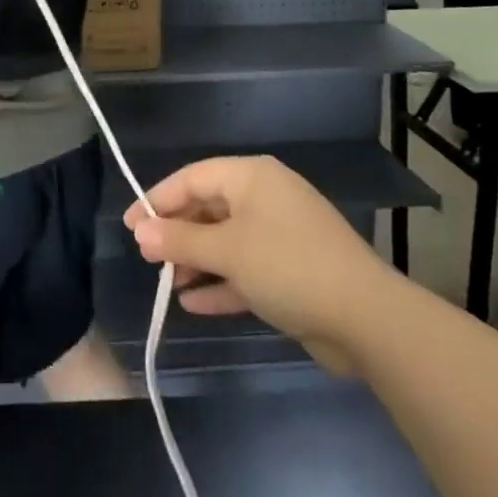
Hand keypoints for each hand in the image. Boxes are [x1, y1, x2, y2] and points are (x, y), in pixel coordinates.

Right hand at [124, 156, 388, 375]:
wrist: (366, 319)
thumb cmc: (287, 266)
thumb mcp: (227, 251)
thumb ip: (180, 241)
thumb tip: (140, 232)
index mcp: (251, 177)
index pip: (192, 178)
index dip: (157, 200)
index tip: (130, 227)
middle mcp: (265, 198)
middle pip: (209, 208)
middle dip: (177, 234)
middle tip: (147, 258)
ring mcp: (280, 235)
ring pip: (226, 241)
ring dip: (196, 261)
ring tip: (167, 283)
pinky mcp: (291, 270)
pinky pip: (245, 269)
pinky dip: (221, 282)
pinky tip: (193, 303)